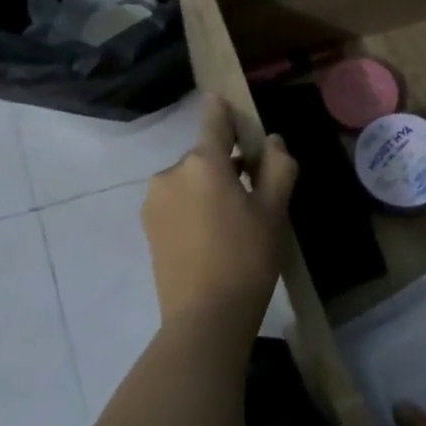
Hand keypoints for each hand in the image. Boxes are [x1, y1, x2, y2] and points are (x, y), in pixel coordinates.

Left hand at [142, 96, 296, 336]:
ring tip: (233, 225)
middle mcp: (171, 173)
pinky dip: (194, 209)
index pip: (214, 119)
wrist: (205, 317)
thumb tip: (273, 142)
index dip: (225, 110)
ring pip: (190, 182)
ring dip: (210, 190)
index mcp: (203, 163)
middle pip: (205, 156)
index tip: (232, 108)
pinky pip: (177, 204)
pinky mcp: (148, 227)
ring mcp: (154, 201)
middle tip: (255, 198)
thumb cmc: (247, 258)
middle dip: (227, 166)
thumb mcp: (274, 211)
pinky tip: (211, 239)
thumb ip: (278, 167)